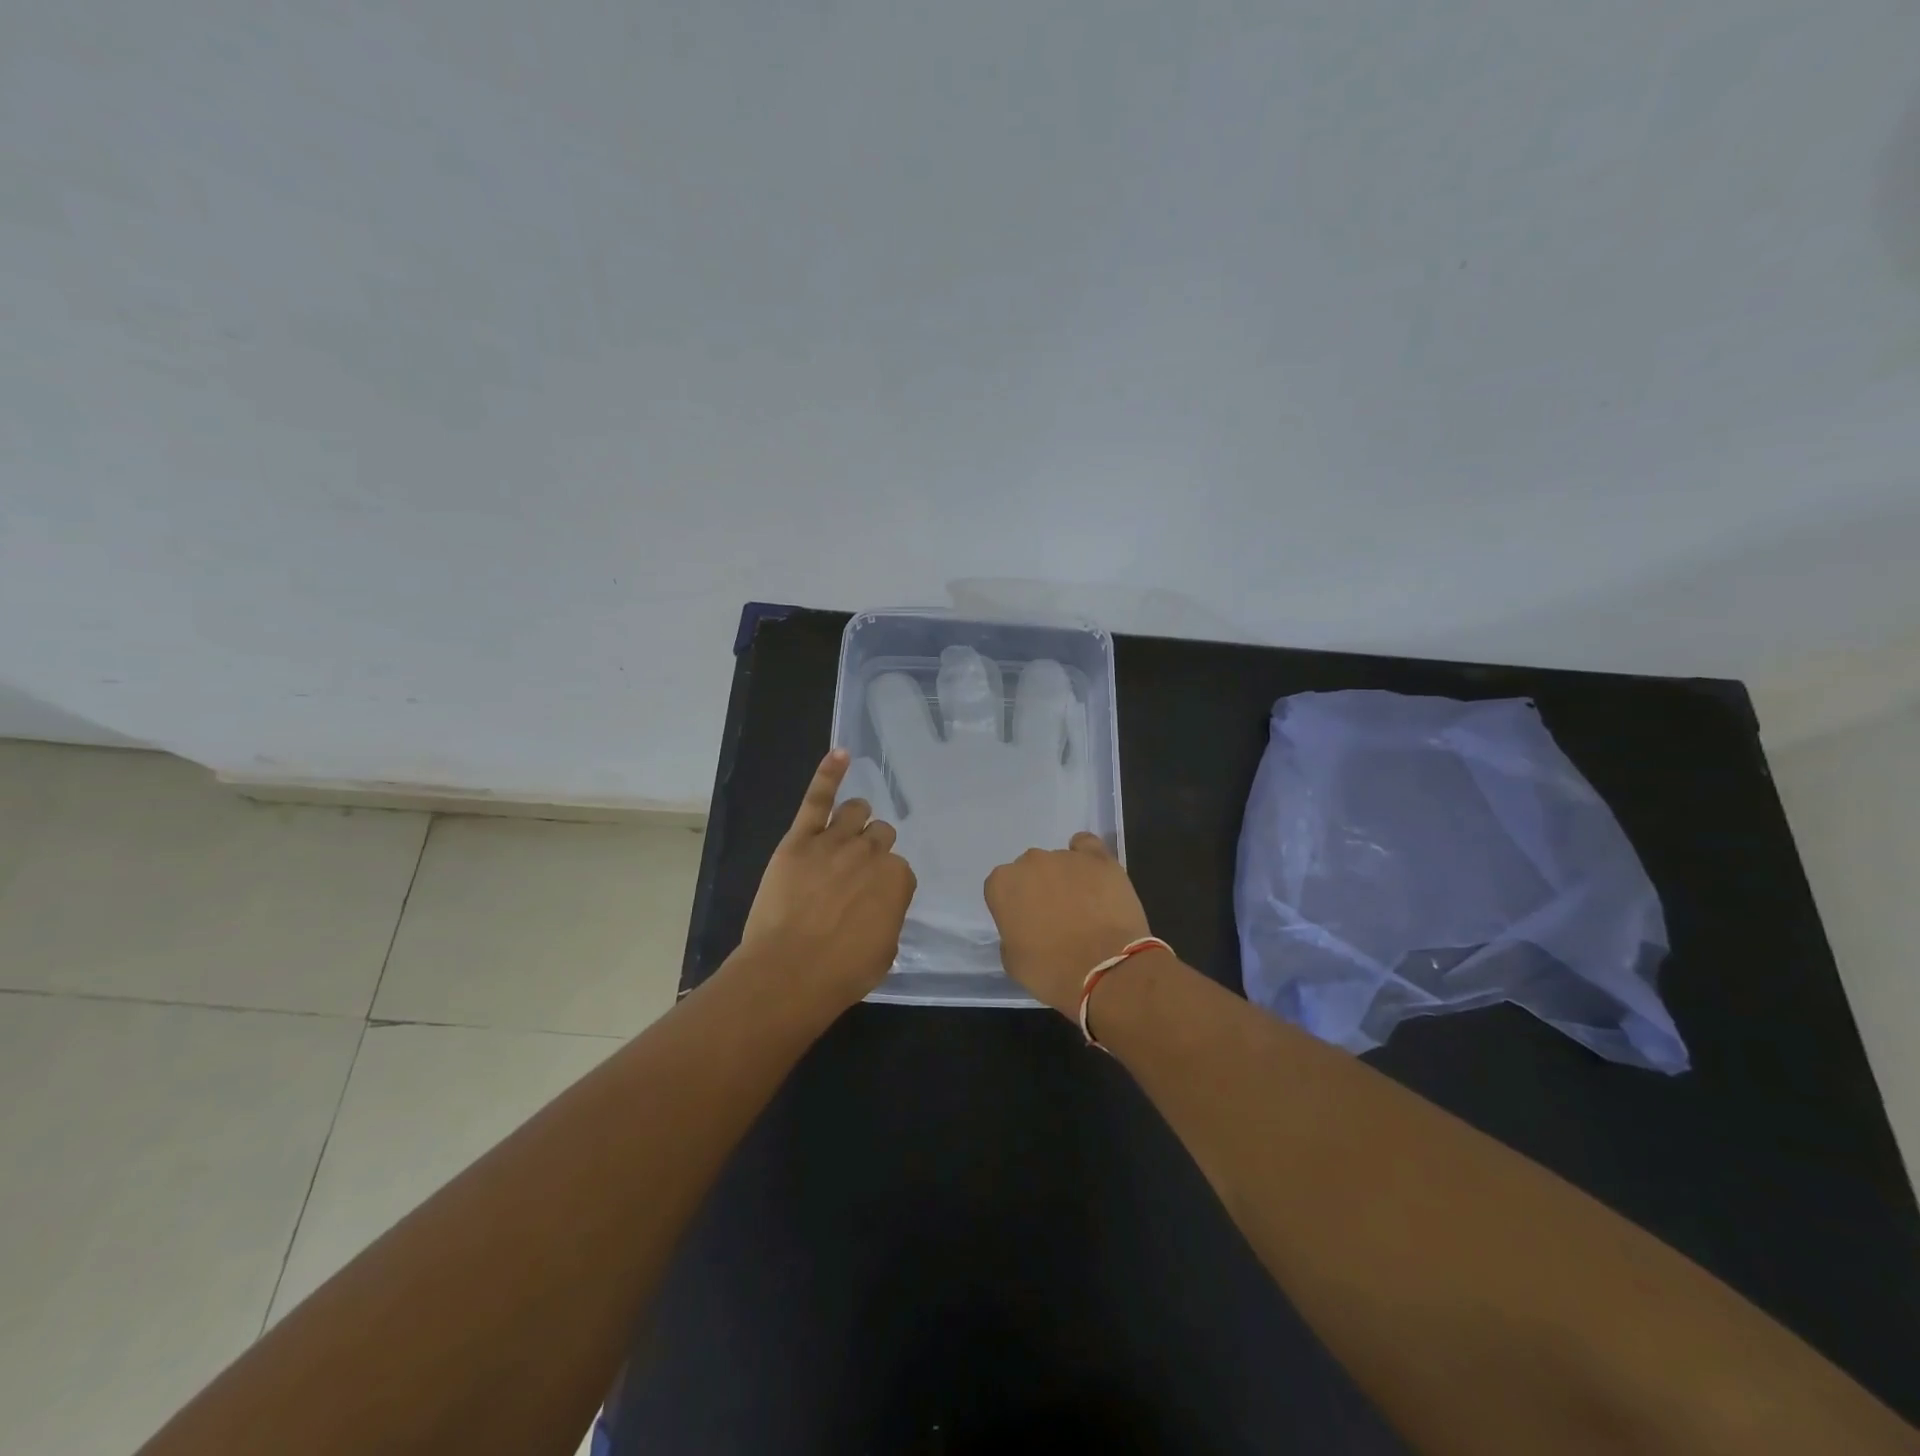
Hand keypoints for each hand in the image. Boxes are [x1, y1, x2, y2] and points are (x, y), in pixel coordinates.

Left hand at [740, 749, 917, 1007]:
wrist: (789, 972)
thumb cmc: (840, 973)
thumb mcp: (884, 953)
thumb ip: (888, 919)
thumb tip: (880, 908)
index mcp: (897, 880)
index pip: (900, 870)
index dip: (886, 885)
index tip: (873, 902)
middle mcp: (871, 853)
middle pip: (881, 836)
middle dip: (874, 850)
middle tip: (857, 873)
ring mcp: (835, 841)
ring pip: (856, 812)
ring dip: (857, 819)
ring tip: (848, 830)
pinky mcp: (801, 839)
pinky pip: (818, 798)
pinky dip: (830, 773)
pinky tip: (840, 754)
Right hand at [984, 833, 1151, 1015]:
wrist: (1106, 970)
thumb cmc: (1053, 971)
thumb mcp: (1013, 962)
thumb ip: (1011, 935)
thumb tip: (1024, 928)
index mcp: (1003, 885)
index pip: (1001, 888)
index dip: (1014, 908)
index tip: (1026, 926)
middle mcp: (1030, 862)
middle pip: (1030, 871)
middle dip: (1039, 889)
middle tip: (1055, 918)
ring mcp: (1066, 856)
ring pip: (1059, 862)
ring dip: (1065, 879)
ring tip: (1084, 908)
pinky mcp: (1099, 858)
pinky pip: (1086, 846)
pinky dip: (1086, 857)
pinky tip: (1093, 875)